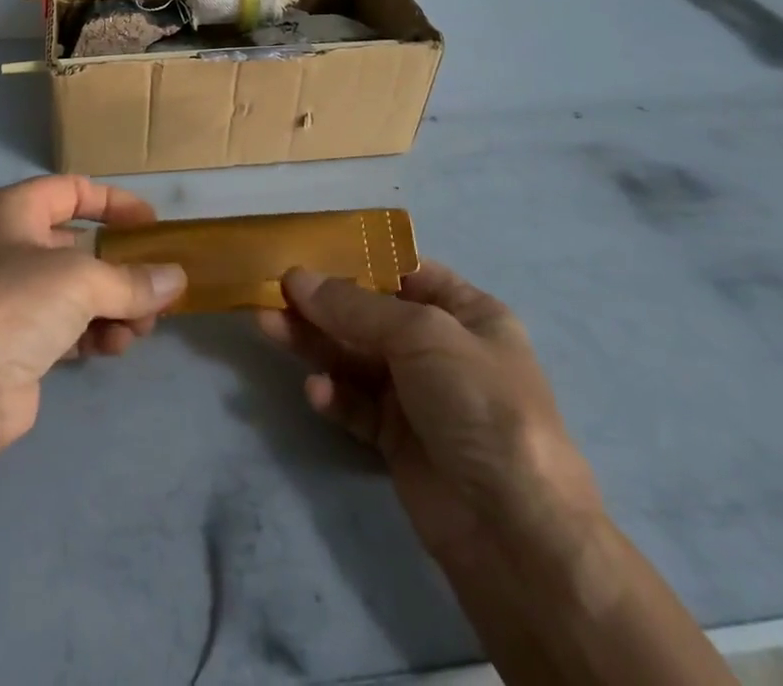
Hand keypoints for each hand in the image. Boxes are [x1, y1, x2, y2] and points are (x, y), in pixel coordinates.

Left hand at [0, 176, 186, 456]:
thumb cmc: (16, 303)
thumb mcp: (82, 280)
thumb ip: (133, 279)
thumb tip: (177, 280)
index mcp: (12, 211)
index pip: (71, 190)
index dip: (114, 203)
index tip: (152, 226)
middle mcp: (6, 246)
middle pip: (78, 246)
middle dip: (121, 268)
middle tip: (158, 288)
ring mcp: (7, 297)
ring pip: (75, 291)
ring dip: (114, 306)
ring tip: (142, 329)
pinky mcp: (14, 343)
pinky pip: (65, 326)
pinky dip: (94, 333)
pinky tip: (115, 348)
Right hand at [258, 263, 602, 573]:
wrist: (515, 531)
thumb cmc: (479, 403)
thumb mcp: (422, 335)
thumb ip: (354, 307)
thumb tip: (296, 277)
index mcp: (467, 313)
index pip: (406, 271)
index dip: (359, 259)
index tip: (308, 250)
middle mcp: (441, 348)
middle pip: (370, 315)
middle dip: (323, 302)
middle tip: (272, 291)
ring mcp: (420, 396)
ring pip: (355, 357)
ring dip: (314, 342)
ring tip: (267, 325)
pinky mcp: (398, 439)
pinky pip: (356, 404)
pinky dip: (334, 395)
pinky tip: (316, 392)